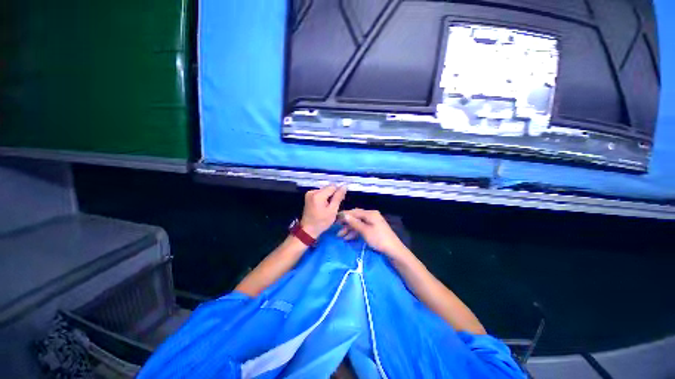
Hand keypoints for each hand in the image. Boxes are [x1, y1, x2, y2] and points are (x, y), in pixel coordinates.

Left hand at [300, 185, 346, 238]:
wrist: (308, 230)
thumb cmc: (321, 222)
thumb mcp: (332, 210)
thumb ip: (338, 197)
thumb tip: (344, 186)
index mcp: (318, 195)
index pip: (332, 187)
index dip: (338, 192)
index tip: (340, 201)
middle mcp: (312, 191)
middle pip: (328, 188)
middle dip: (333, 194)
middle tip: (335, 205)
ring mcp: (309, 193)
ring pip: (325, 190)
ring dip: (329, 196)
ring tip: (330, 206)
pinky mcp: (309, 196)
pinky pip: (320, 193)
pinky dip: (324, 198)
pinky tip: (325, 205)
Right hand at [338, 208, 409, 260]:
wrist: (394, 250)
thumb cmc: (379, 239)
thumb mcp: (365, 231)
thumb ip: (354, 223)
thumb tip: (344, 215)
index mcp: (370, 214)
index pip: (354, 212)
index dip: (344, 215)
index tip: (334, 219)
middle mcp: (371, 215)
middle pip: (356, 217)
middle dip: (346, 224)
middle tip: (336, 229)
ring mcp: (372, 222)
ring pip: (358, 224)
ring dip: (349, 229)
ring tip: (340, 236)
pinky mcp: (373, 229)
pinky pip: (362, 228)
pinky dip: (355, 232)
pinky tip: (348, 238)